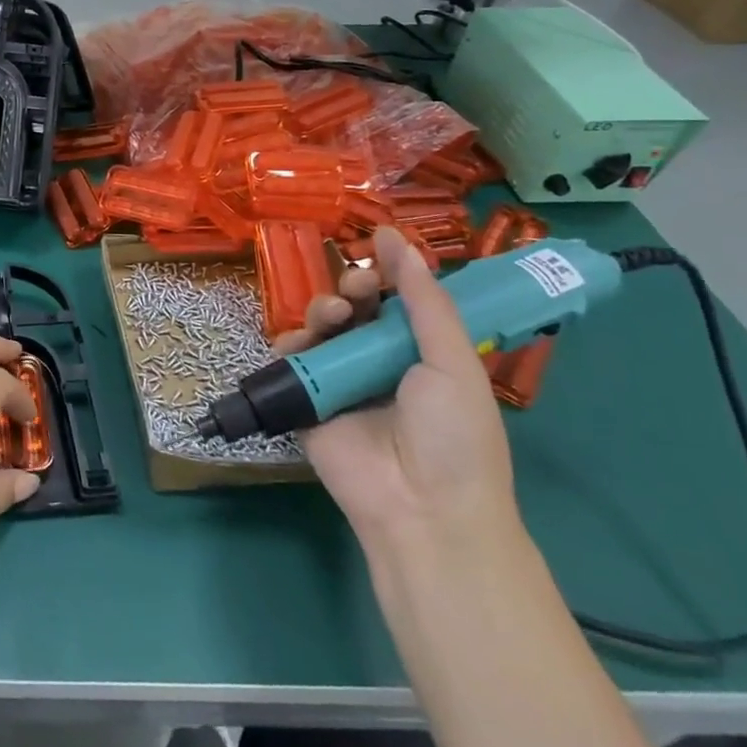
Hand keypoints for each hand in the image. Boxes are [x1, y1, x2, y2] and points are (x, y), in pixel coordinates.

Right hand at [290, 226, 518, 551]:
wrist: (421, 507)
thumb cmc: (454, 435)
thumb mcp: (453, 362)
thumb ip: (423, 301)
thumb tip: (397, 240)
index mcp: (422, 354)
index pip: (398, 301)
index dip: (389, 273)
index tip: (378, 242)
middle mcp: (379, 362)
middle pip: (356, 308)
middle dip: (353, 287)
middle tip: (359, 285)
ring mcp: (340, 380)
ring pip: (321, 327)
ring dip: (323, 310)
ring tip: (334, 316)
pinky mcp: (307, 399)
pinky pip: (291, 359)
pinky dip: (291, 342)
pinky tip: (301, 341)